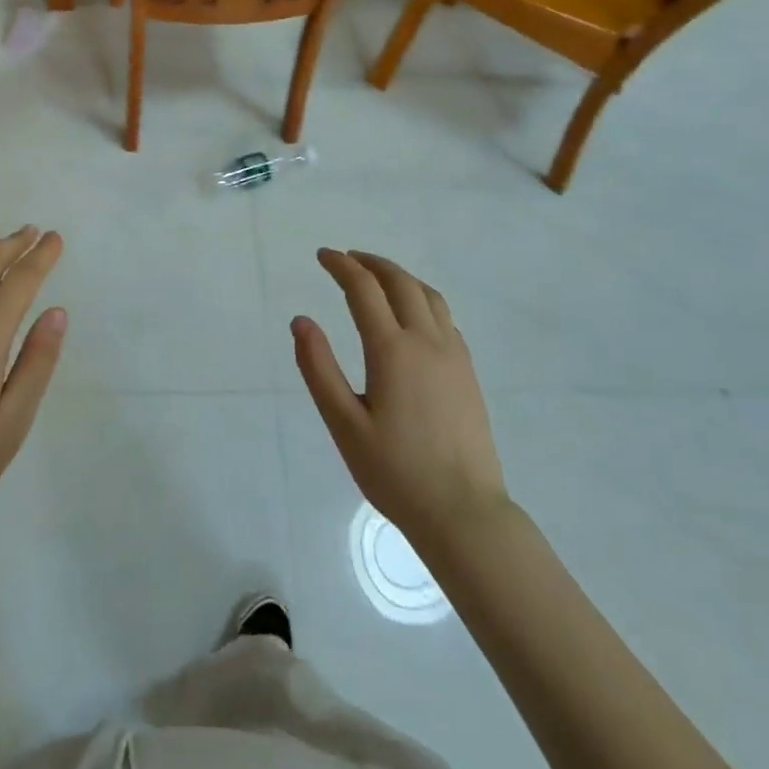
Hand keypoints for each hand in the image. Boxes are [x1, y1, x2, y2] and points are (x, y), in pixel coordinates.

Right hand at [293, 249, 509, 540]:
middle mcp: (426, 342)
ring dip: (399, 276)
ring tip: (377, 275)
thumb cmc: (395, 471)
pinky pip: (444, 317)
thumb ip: (318, 368)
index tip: (323, 255)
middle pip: (400, 282)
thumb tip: (300, 320)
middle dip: (371, 263)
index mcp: (392, 350)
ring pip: (428, 295)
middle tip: (346, 258)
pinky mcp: (468, 372)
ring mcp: (453, 355)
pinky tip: (410, 314)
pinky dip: (421, 298)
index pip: (364, 289)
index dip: (341, 266)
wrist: (464, 513)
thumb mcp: (343, 424)